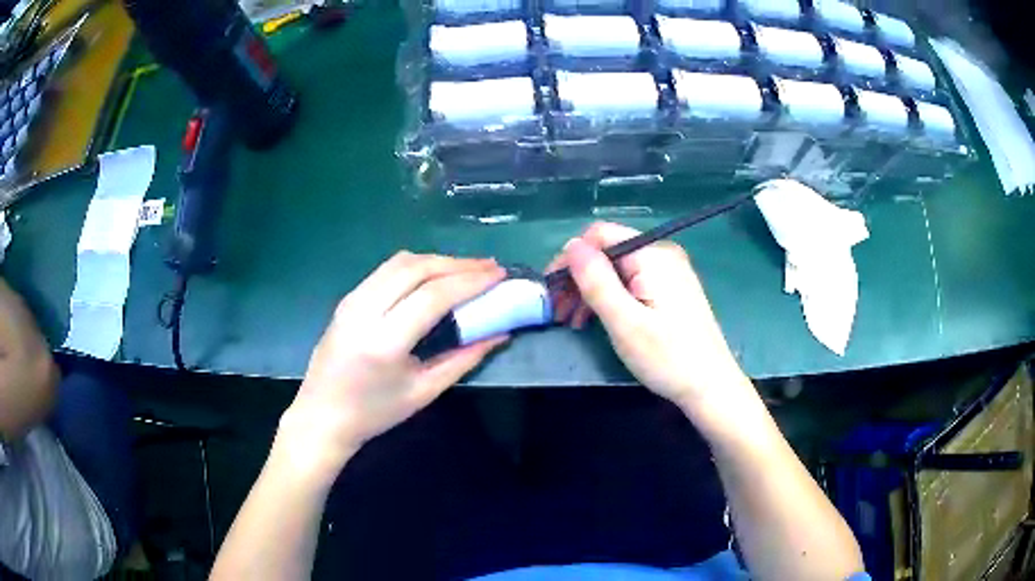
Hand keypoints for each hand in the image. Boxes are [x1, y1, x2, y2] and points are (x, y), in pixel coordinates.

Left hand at [277, 252, 508, 478]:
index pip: (433, 295)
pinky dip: (417, 266)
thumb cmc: (375, 413)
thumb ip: (464, 359)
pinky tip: (435, 275)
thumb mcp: (424, 391)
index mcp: (384, 341)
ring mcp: (352, 300)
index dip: (470, 281)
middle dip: (458, 263)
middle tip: (490, 267)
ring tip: (468, 268)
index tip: (499, 275)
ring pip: (401, 262)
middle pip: (417, 269)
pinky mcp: (347, 298)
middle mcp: (364, 311)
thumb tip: (500, 333)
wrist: (322, 415)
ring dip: (438, 260)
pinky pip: (387, 270)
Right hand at [547, 222, 750, 410]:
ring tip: (573, 321)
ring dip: (591, 291)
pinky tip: (597, 319)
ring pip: (617, 269)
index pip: (599, 235)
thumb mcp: (625, 322)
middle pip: (607, 252)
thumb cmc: (667, 357)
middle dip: (578, 278)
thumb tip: (571, 245)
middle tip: (558, 312)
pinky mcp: (670, 289)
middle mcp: (662, 254)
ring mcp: (669, 271)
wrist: (710, 386)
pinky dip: (610, 297)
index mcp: (652, 254)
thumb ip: (596, 281)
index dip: (570, 258)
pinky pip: (631, 282)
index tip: (551, 289)